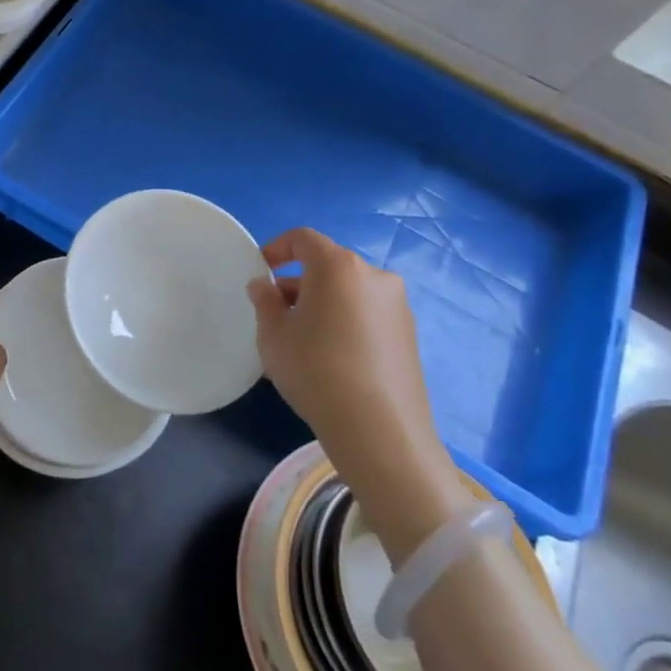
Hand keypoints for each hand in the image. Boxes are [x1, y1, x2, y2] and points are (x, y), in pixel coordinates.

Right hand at [247, 228, 470, 557]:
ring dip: (323, 303)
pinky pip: (367, 314)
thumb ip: (265, 302)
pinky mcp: (409, 334)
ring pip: (349, 291)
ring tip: (303, 340)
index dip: (277, 248)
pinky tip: (332, 357)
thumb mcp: (273, 336)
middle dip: (299, 282)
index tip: (260, 271)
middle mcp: (373, 275)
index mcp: (338, 266)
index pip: (303, 238)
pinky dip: (346, 321)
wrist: (380, 431)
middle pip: (328, 265)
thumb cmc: (316, 371)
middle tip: (278, 313)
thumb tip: (264, 286)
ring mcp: (397, 305)